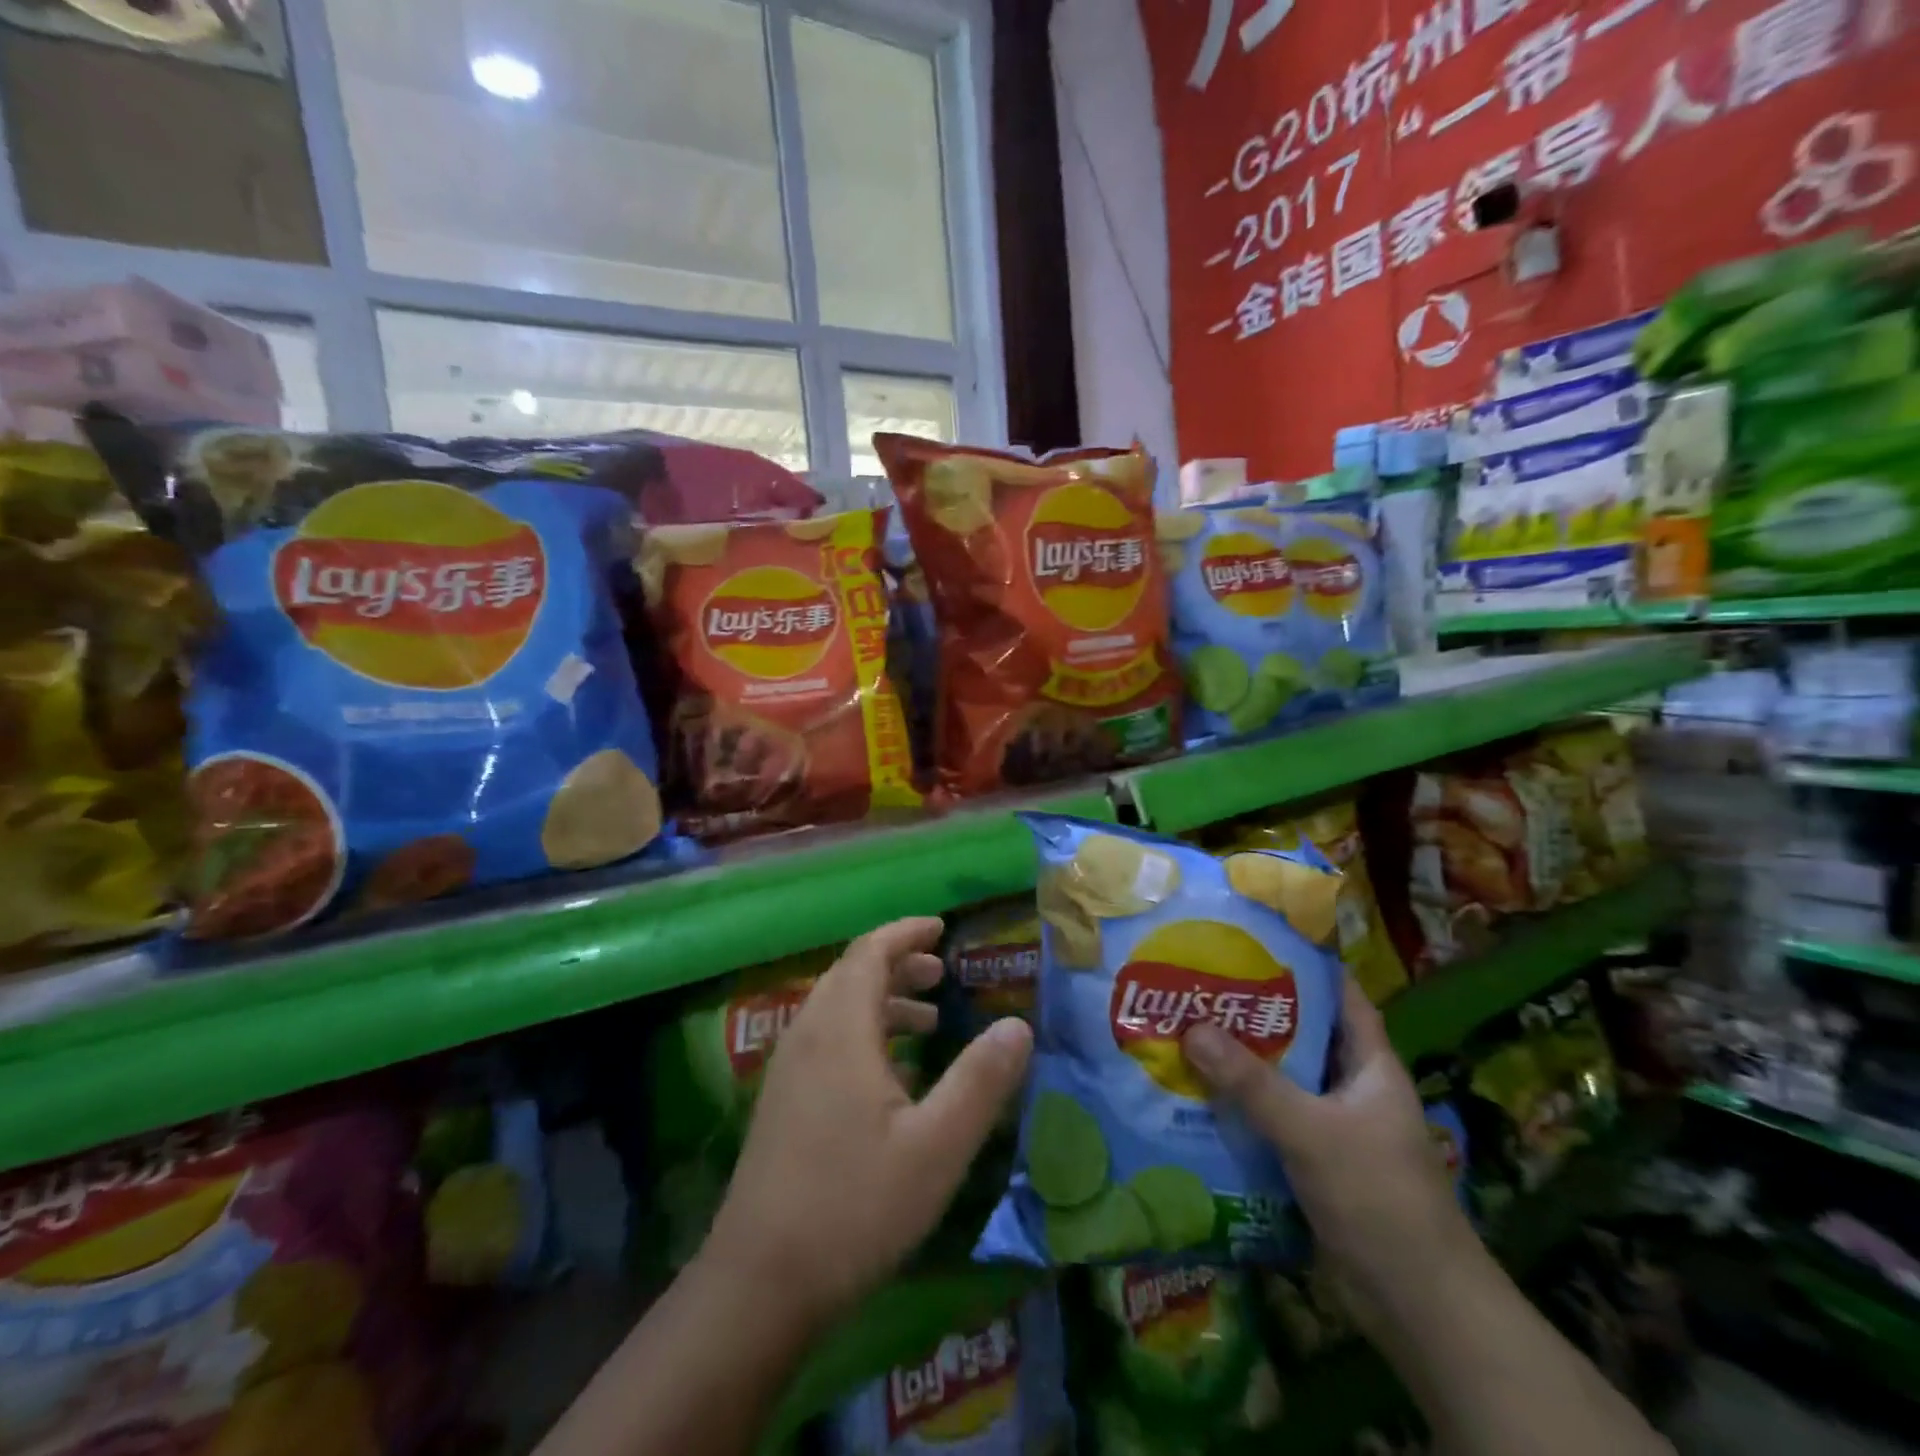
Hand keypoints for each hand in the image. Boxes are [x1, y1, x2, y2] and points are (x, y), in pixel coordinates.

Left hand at [699, 917, 1032, 1333]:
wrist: (759, 1283)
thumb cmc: (854, 1206)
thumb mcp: (936, 1146)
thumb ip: (980, 1081)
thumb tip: (1018, 1026)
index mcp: (840, 1029)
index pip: (869, 952)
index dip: (905, 932)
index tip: (941, 928)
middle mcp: (807, 1034)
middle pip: (851, 974)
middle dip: (897, 964)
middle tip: (941, 973)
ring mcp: (788, 1069)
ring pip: (837, 1008)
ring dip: (881, 1000)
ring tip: (928, 1021)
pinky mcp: (781, 1101)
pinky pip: (826, 1040)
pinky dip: (863, 1033)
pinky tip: (892, 1075)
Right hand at [1182, 977, 1475, 1320]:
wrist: (1417, 1305)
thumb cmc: (1379, 1199)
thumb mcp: (1313, 1133)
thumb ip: (1253, 1083)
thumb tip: (1192, 1028)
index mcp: (1369, 1064)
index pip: (1339, 994)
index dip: (1302, 963)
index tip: (1250, 939)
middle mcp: (1350, 1085)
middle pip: (1298, 1033)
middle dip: (1251, 1010)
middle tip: (1197, 983)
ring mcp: (1332, 1124)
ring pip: (1280, 1076)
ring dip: (1238, 1059)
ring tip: (1183, 1027)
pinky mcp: (1312, 1158)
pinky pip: (1269, 1116)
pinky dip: (1238, 1103)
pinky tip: (1195, 1092)